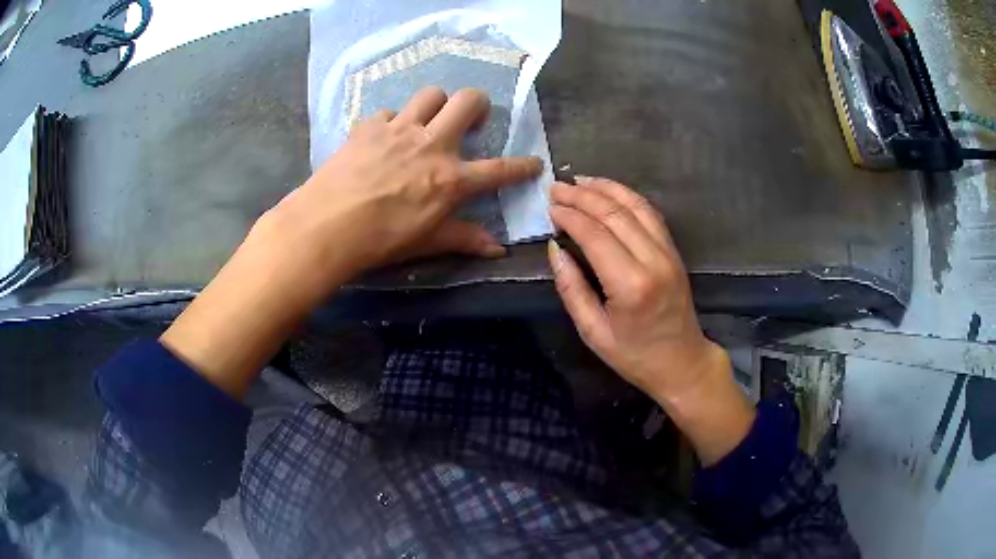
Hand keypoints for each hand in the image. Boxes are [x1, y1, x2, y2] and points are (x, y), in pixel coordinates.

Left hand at [254, 86, 540, 298]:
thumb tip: (497, 251)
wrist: (327, 225)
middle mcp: (432, 144)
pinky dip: (391, 122)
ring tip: (429, 120)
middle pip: (468, 102)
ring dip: (436, 103)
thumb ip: (464, 239)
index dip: (522, 166)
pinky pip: (388, 112)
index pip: (499, 169)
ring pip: (430, 94)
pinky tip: (384, 138)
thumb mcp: (427, 242)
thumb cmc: (381, 240)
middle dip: (479, 103)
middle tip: (473, 118)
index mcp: (451, 179)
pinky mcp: (370, 127)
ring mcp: (399, 130)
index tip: (534, 162)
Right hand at [547, 176, 754, 464]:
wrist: (682, 362)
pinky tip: (610, 191)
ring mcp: (668, 253)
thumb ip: (571, 287)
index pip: (595, 234)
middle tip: (555, 187)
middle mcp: (653, 260)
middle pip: (614, 213)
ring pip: (635, 205)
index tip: (549, 206)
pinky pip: (651, 214)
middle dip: (582, 196)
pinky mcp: (674, 251)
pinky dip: (628, 197)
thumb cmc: (634, 355)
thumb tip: (554, 247)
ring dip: (606, 188)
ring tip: (579, 180)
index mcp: (630, 285)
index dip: (569, 215)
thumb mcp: (592, 332)